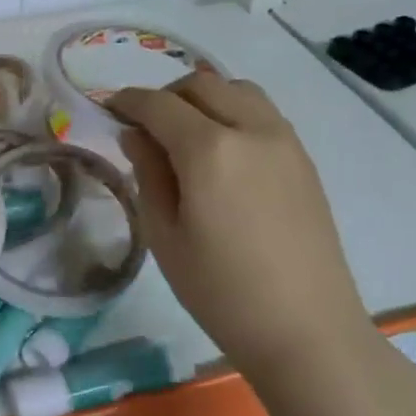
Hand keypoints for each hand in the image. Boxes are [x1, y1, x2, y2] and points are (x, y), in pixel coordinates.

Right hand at [109, 73, 368, 371]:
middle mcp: (250, 129)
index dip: (127, 101)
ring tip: (186, 134)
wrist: (306, 331)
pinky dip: (233, 112)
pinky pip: (262, 112)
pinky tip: (222, 151)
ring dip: (204, 97)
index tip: (108, 109)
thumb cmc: (222, 292)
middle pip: (201, 84)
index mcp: (209, 150)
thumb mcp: (165, 236)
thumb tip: (135, 134)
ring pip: (237, 89)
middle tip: (145, 127)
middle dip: (165, 95)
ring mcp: (284, 140)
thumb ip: (147, 174)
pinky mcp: (303, 158)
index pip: (158, 104)